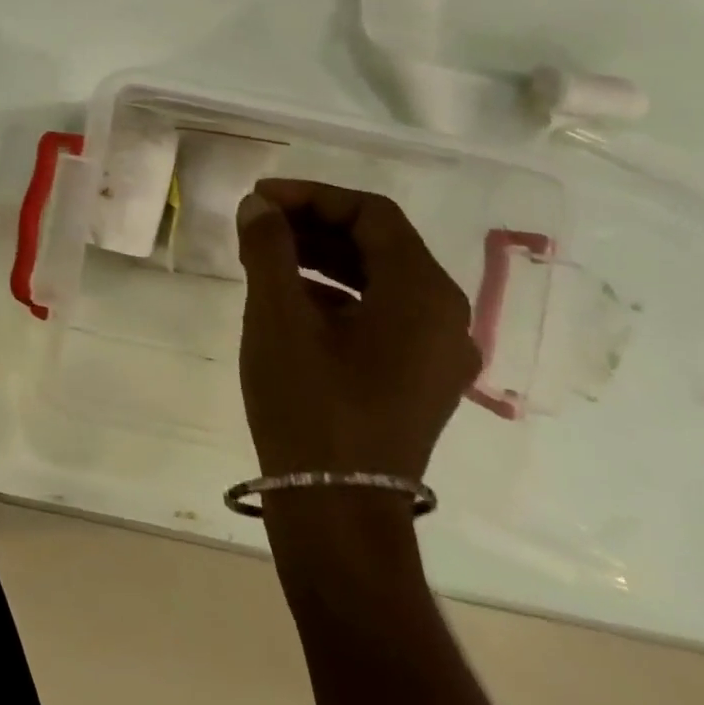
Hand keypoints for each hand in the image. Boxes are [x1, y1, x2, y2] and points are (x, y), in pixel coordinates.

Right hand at [235, 179, 479, 481]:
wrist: (336, 508)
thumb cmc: (309, 402)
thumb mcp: (277, 315)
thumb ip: (268, 248)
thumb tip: (258, 206)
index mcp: (422, 294)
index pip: (372, 215)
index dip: (312, 196)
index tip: (259, 199)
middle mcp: (445, 316)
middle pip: (380, 243)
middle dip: (315, 224)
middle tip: (258, 223)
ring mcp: (436, 353)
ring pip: (380, 278)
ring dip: (322, 256)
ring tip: (265, 254)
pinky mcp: (418, 379)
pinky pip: (381, 313)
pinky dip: (336, 292)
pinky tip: (290, 298)